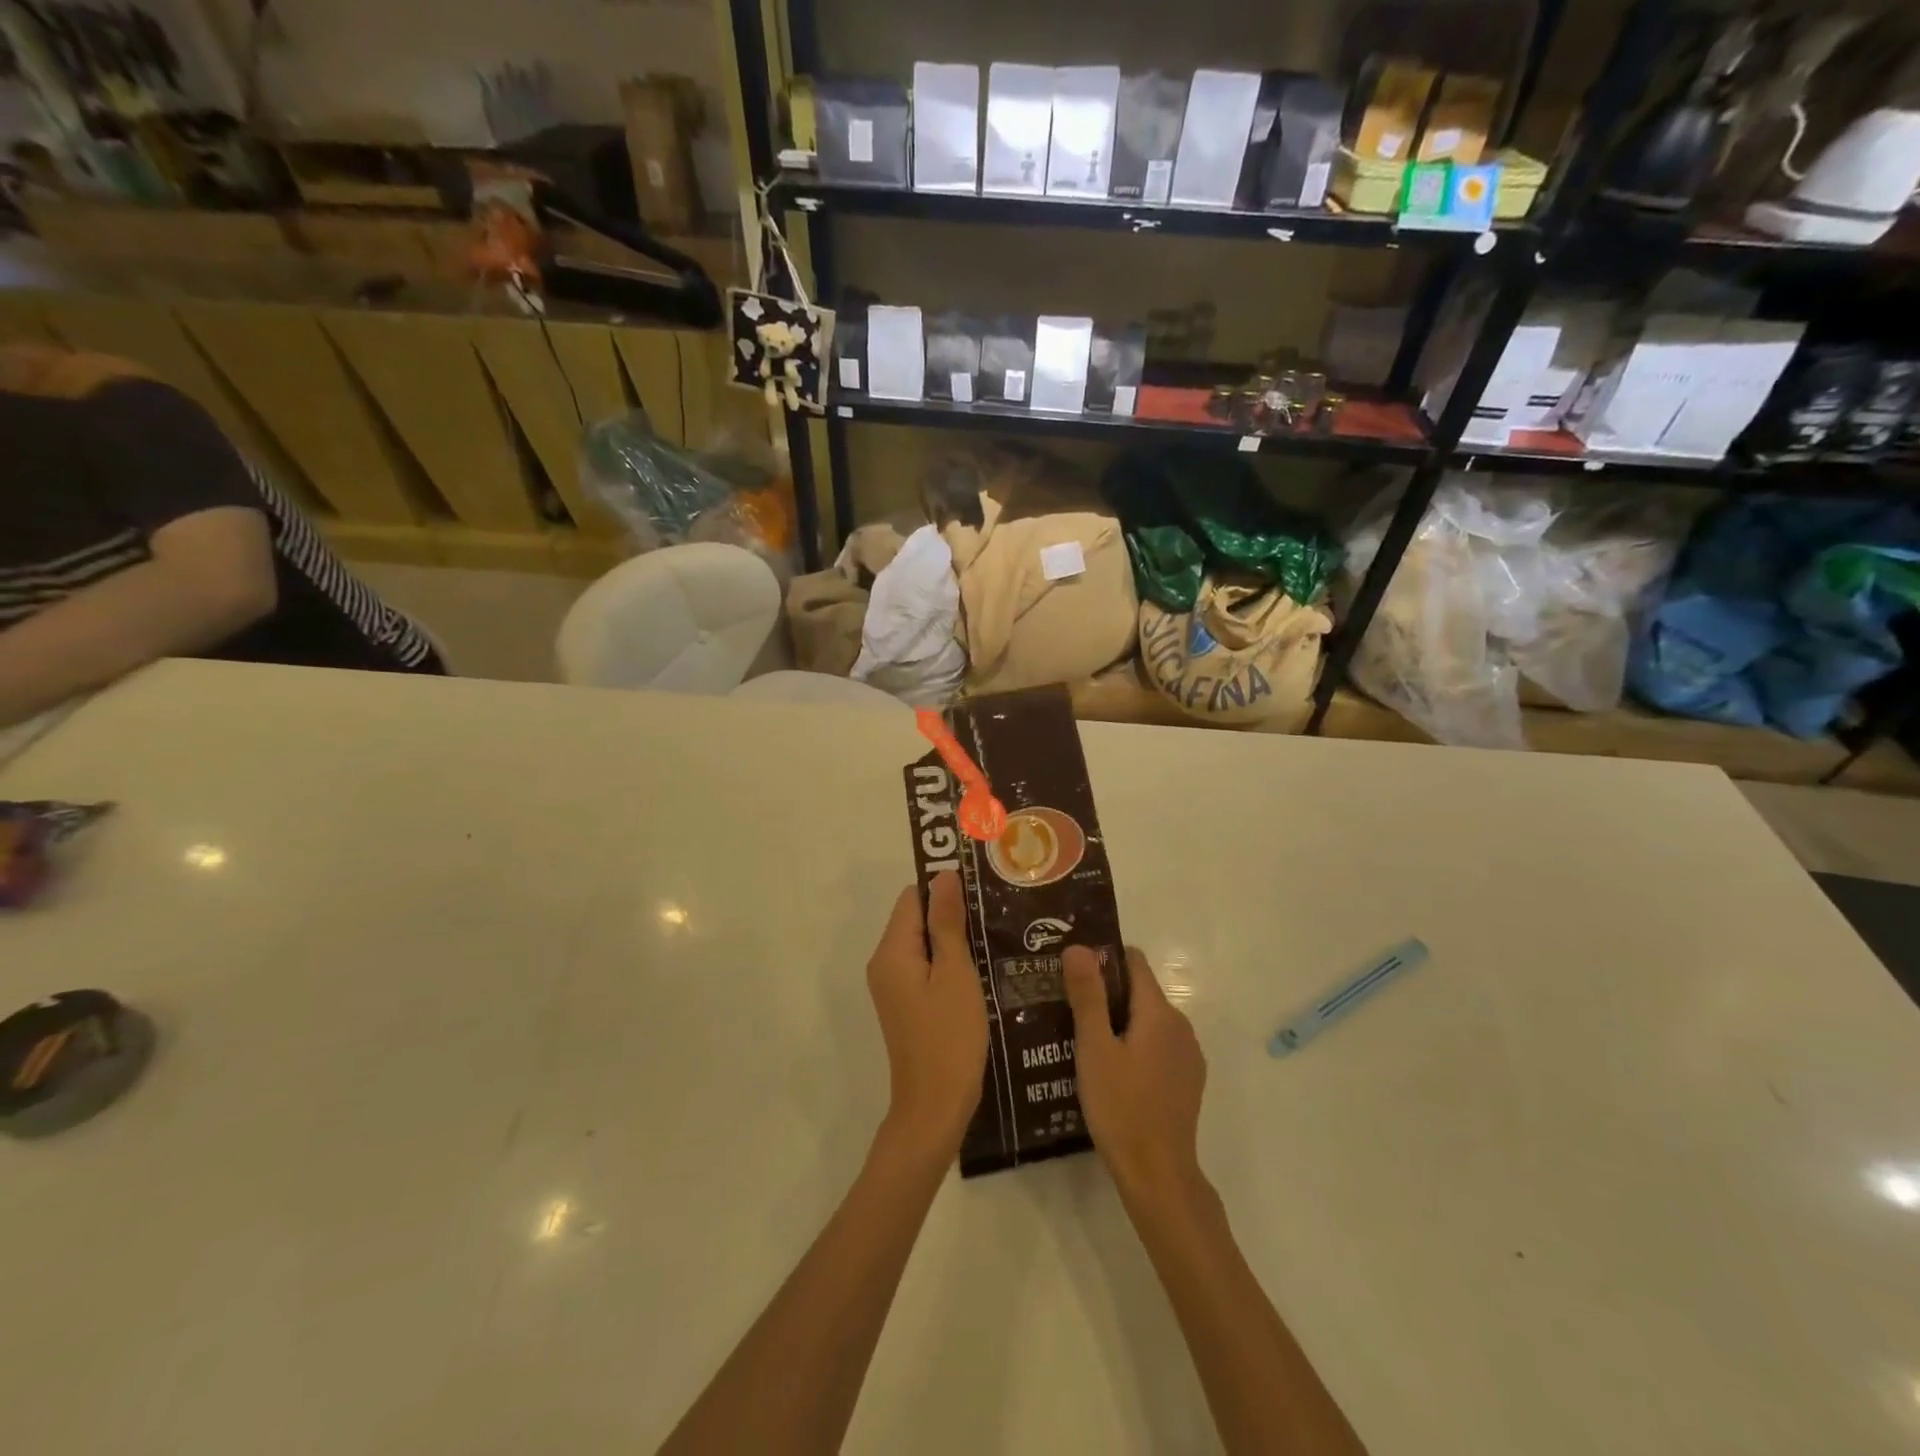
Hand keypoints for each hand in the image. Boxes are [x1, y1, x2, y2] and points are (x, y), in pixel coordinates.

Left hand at [866, 873, 987, 1156]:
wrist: (935, 1107)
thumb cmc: (949, 1037)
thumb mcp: (954, 974)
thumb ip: (947, 923)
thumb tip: (943, 875)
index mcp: (892, 952)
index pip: (913, 898)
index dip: (944, 889)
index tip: (981, 891)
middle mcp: (885, 963)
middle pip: (915, 918)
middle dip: (951, 913)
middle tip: (994, 913)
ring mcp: (894, 986)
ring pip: (923, 943)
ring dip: (953, 938)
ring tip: (993, 936)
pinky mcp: (906, 1004)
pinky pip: (925, 967)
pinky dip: (949, 962)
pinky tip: (980, 967)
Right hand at [1063, 945, 1206, 1200]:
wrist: (1158, 1176)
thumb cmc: (1121, 1107)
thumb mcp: (1094, 1049)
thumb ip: (1088, 995)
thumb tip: (1079, 947)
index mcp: (1160, 1012)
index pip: (1134, 962)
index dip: (1104, 959)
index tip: (1073, 971)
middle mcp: (1181, 1025)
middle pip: (1140, 991)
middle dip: (1107, 993)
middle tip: (1068, 1007)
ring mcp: (1188, 1055)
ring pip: (1148, 1021)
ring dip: (1119, 1022)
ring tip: (1082, 1039)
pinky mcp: (1187, 1080)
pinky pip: (1158, 1046)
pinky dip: (1135, 1045)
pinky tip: (1110, 1069)